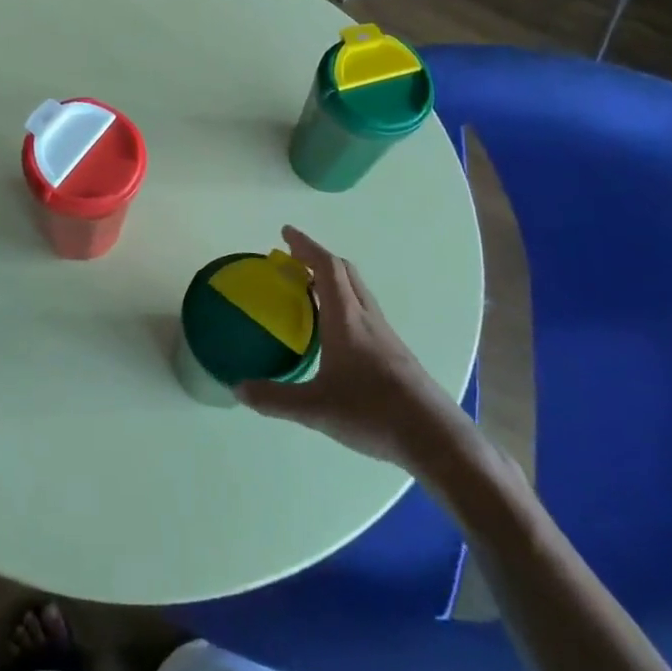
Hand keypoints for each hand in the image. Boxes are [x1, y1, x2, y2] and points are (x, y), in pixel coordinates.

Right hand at [238, 226, 485, 484]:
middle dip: (318, 259)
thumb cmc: (373, 412)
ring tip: (309, 291)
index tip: (286, 233)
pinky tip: (334, 332)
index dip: (306, 246)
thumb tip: (237, 388)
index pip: (327, 268)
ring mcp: (385, 335)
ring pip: (357, 293)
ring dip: (333, 281)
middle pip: (345, 273)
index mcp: (346, 320)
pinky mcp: (395, 353)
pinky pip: (364, 313)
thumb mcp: (316, 408)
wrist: (434, 437)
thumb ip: (274, 398)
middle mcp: (367, 319)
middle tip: (292, 260)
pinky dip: (344, 305)